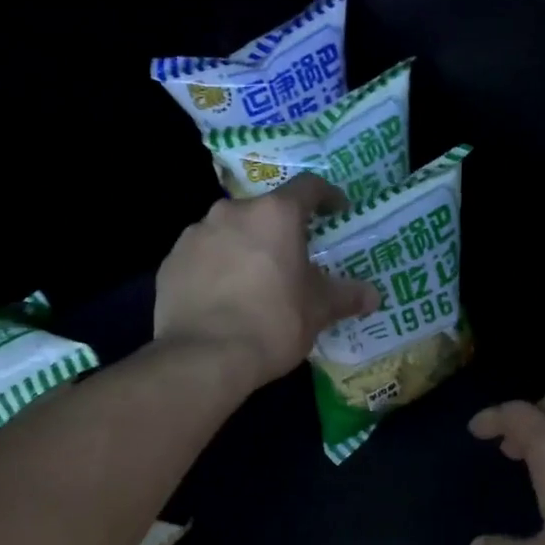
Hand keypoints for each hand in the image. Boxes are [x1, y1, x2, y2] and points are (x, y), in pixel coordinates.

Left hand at [155, 175, 380, 390]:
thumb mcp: (318, 311)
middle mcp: (232, 212)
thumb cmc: (273, 323)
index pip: (308, 188)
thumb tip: (373, 296)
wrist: (204, 357)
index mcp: (275, 215)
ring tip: (254, 280)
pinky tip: (222, 297)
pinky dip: (215, 267)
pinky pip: (202, 256)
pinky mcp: (171, 261)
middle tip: (292, 258)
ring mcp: (195, 234)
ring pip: (229, 232)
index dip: (327, 196)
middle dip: (280, 230)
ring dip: (244, 247)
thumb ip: (346, 296)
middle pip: (264, 211)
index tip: (337, 211)